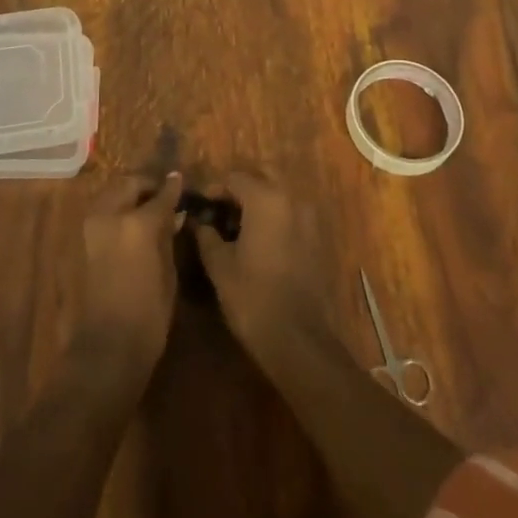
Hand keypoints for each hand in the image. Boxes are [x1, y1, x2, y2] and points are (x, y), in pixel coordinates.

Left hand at [77, 170, 182, 370]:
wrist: (106, 347)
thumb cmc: (149, 315)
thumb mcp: (168, 274)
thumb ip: (168, 237)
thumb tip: (174, 214)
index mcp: (137, 224)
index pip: (160, 195)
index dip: (173, 188)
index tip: (180, 180)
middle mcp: (110, 215)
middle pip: (129, 184)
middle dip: (146, 185)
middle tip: (163, 194)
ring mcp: (92, 226)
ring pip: (112, 194)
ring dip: (129, 194)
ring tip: (147, 207)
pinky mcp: (82, 240)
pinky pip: (102, 211)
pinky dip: (116, 208)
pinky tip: (130, 222)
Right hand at [191, 170, 333, 368]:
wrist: (300, 340)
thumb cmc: (253, 297)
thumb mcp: (220, 265)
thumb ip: (207, 235)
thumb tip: (199, 222)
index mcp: (266, 199)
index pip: (234, 178)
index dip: (213, 189)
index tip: (200, 207)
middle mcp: (292, 199)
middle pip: (262, 177)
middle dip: (239, 189)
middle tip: (219, 210)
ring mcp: (310, 219)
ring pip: (279, 195)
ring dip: (258, 202)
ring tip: (236, 227)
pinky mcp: (318, 239)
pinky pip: (292, 215)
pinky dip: (274, 218)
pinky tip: (258, 242)